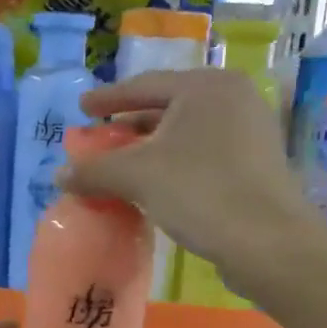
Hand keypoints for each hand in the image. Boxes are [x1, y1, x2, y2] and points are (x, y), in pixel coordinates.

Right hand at [60, 68, 305, 279]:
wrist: (267, 242)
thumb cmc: (200, 192)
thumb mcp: (138, 177)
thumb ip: (95, 170)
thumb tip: (59, 175)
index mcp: (207, 86)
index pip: (146, 85)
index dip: (109, 98)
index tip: (82, 108)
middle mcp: (234, 98)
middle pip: (167, 108)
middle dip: (130, 127)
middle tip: (100, 141)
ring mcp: (251, 131)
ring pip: (185, 135)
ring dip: (150, 150)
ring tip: (122, 166)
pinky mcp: (256, 164)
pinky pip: (203, 155)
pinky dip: (174, 165)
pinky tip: (155, 186)